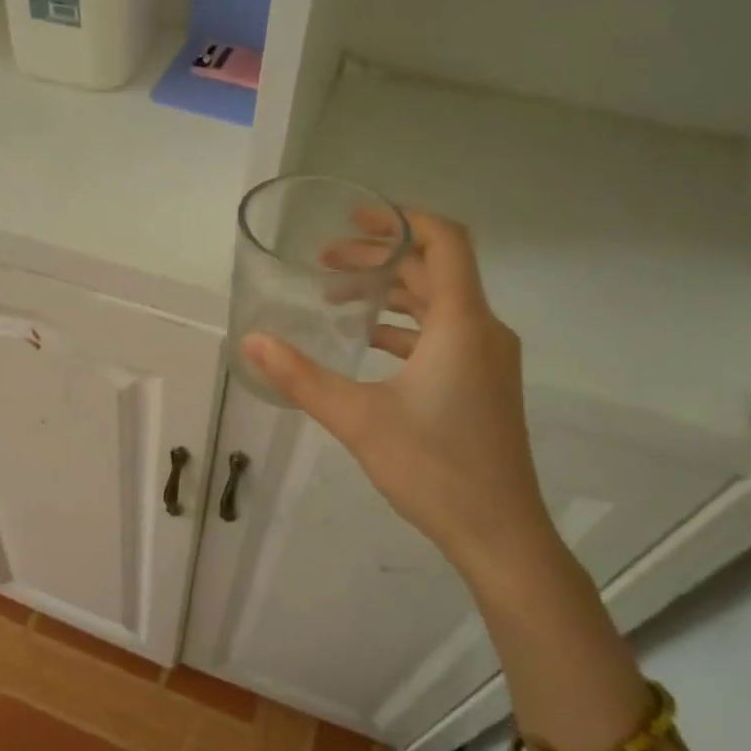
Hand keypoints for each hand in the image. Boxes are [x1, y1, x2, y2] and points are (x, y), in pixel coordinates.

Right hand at [242, 211, 556, 581]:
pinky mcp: (483, 383)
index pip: (444, 241)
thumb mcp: (357, 419)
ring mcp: (488, 358)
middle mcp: (483, 330)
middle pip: (434, 270)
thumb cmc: (433, 468)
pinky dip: (405, 326)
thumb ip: (301, 377)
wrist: (499, 532)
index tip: (355, 218)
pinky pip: (444, 334)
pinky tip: (366, 343)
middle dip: (380, 259)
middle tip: (325, 262)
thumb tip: (251, 341)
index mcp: (462, 324)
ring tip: (337, 297)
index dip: (402, 219)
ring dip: (390, 293)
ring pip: (438, 304)